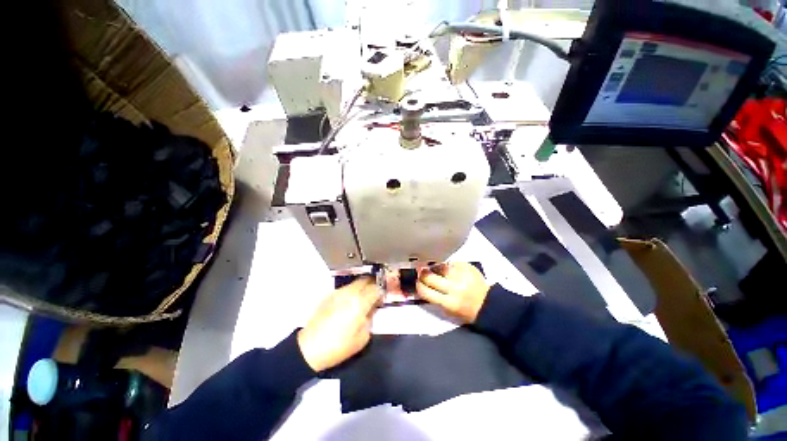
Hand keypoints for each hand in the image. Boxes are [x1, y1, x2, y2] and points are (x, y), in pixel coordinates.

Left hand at [297, 277, 380, 371]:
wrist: (309, 348)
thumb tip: (371, 310)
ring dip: (361, 287)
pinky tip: (348, 304)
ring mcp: (338, 293)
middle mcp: (350, 293)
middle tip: (374, 295)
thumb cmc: (338, 346)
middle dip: (372, 285)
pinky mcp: (329, 296)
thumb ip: (370, 319)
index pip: (376, 288)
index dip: (381, 292)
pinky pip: (345, 289)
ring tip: (361, 299)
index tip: (382, 298)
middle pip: (365, 280)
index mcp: (360, 302)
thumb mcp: (362, 338)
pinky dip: (350, 292)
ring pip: (355, 283)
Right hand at [416, 262, 489, 323]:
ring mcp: (461, 275)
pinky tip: (446, 267)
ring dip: (434, 267)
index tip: (417, 282)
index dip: (418, 286)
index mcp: (448, 302)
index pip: (425, 291)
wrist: (488, 303)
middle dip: (422, 274)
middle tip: (421, 272)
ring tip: (433, 268)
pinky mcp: (467, 267)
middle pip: (430, 277)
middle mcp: (454, 288)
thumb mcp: (448, 310)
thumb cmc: (466, 310)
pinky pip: (451, 262)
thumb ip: (434, 298)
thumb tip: (421, 285)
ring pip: (439, 266)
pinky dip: (446, 265)